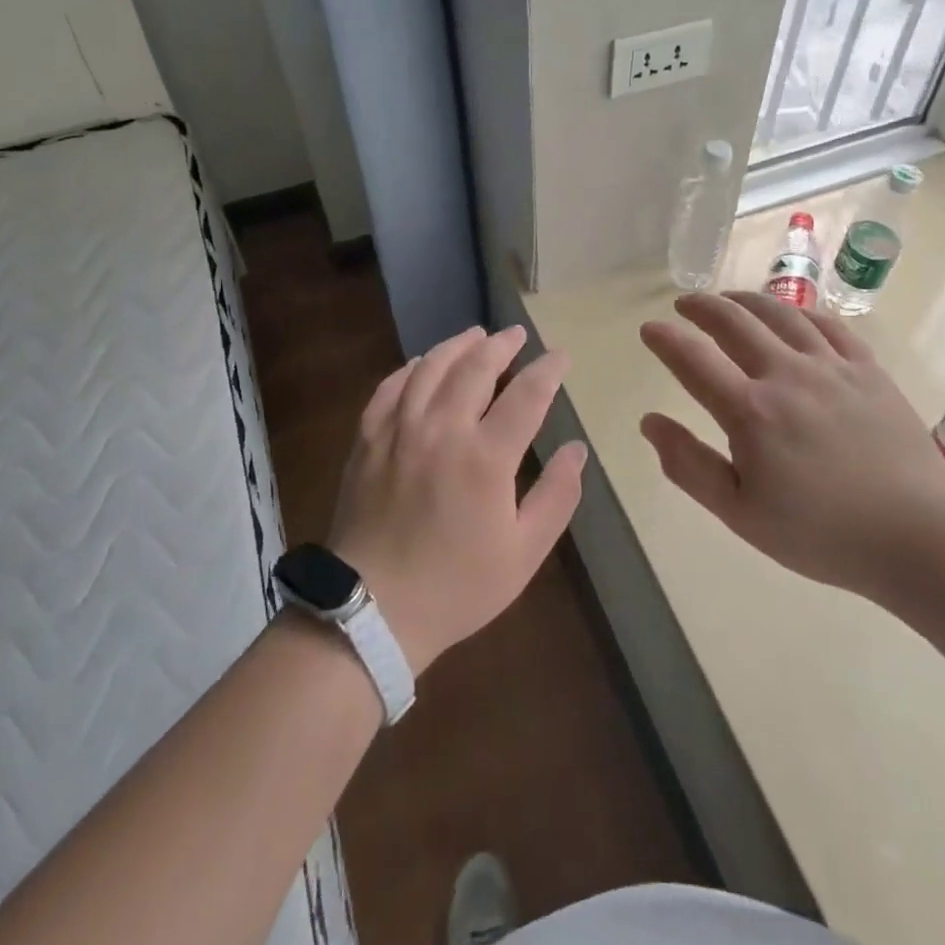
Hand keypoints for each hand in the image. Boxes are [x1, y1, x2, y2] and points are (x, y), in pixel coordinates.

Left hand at [327, 325, 585, 676]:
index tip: (560, 356)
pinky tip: (420, 364)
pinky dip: (409, 369)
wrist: (373, 609)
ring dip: (457, 346)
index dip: (547, 370)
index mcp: (486, 457)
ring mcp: (399, 430)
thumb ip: (556, 496)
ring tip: (475, 335)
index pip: (526, 395)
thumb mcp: (524, 553)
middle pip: (475, 368)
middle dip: (501, 346)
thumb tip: (576, 449)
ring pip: (430, 368)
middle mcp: (442, 429)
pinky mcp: (368, 439)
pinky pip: (389, 388)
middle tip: (516, 335)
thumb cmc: (456, 586)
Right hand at [639, 292, 944, 600]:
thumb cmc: (821, 533)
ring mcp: (832, 367)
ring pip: (780, 313)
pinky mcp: (868, 370)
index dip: (665, 339)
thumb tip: (650, 422)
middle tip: (684, 304)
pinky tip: (790, 315)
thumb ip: (689, 465)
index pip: (693, 359)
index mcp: (751, 411)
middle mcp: (787, 375)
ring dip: (745, 300)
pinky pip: (828, 325)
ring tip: (729, 299)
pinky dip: (798, 312)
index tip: (649, 329)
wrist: (919, 536)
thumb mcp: (740, 513)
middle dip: (702, 307)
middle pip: (734, 321)